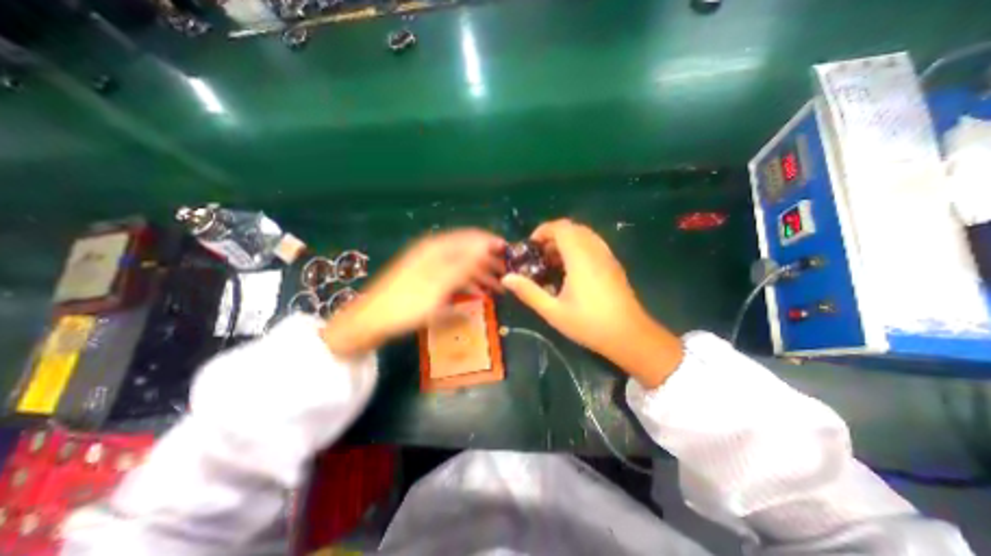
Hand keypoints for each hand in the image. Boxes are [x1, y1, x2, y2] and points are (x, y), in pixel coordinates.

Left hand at [323, 229, 504, 355]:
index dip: (491, 243)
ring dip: (481, 275)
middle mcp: (435, 253)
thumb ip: (463, 264)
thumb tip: (486, 245)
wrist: (372, 321)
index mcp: (437, 249)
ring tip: (499, 288)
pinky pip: (454, 278)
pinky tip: (479, 295)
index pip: (470, 238)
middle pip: (468, 252)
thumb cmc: (407, 303)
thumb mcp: (439, 284)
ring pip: (462, 266)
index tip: (510, 252)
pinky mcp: (429, 280)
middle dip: (489, 262)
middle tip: (508, 274)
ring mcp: (431, 267)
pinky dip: (468, 285)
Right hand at [503, 218, 682, 388]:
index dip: (543, 230)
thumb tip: (506, 278)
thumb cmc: (589, 324)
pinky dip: (579, 247)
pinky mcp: (613, 265)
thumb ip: (529, 292)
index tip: (531, 245)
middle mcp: (595, 251)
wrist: (630, 336)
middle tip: (540, 255)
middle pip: (573, 228)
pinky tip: (572, 270)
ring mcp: (607, 256)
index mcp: (580, 258)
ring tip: (553, 262)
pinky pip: (593, 244)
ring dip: (566, 241)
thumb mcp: (553, 311)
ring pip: (585, 235)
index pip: (562, 227)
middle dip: (553, 236)